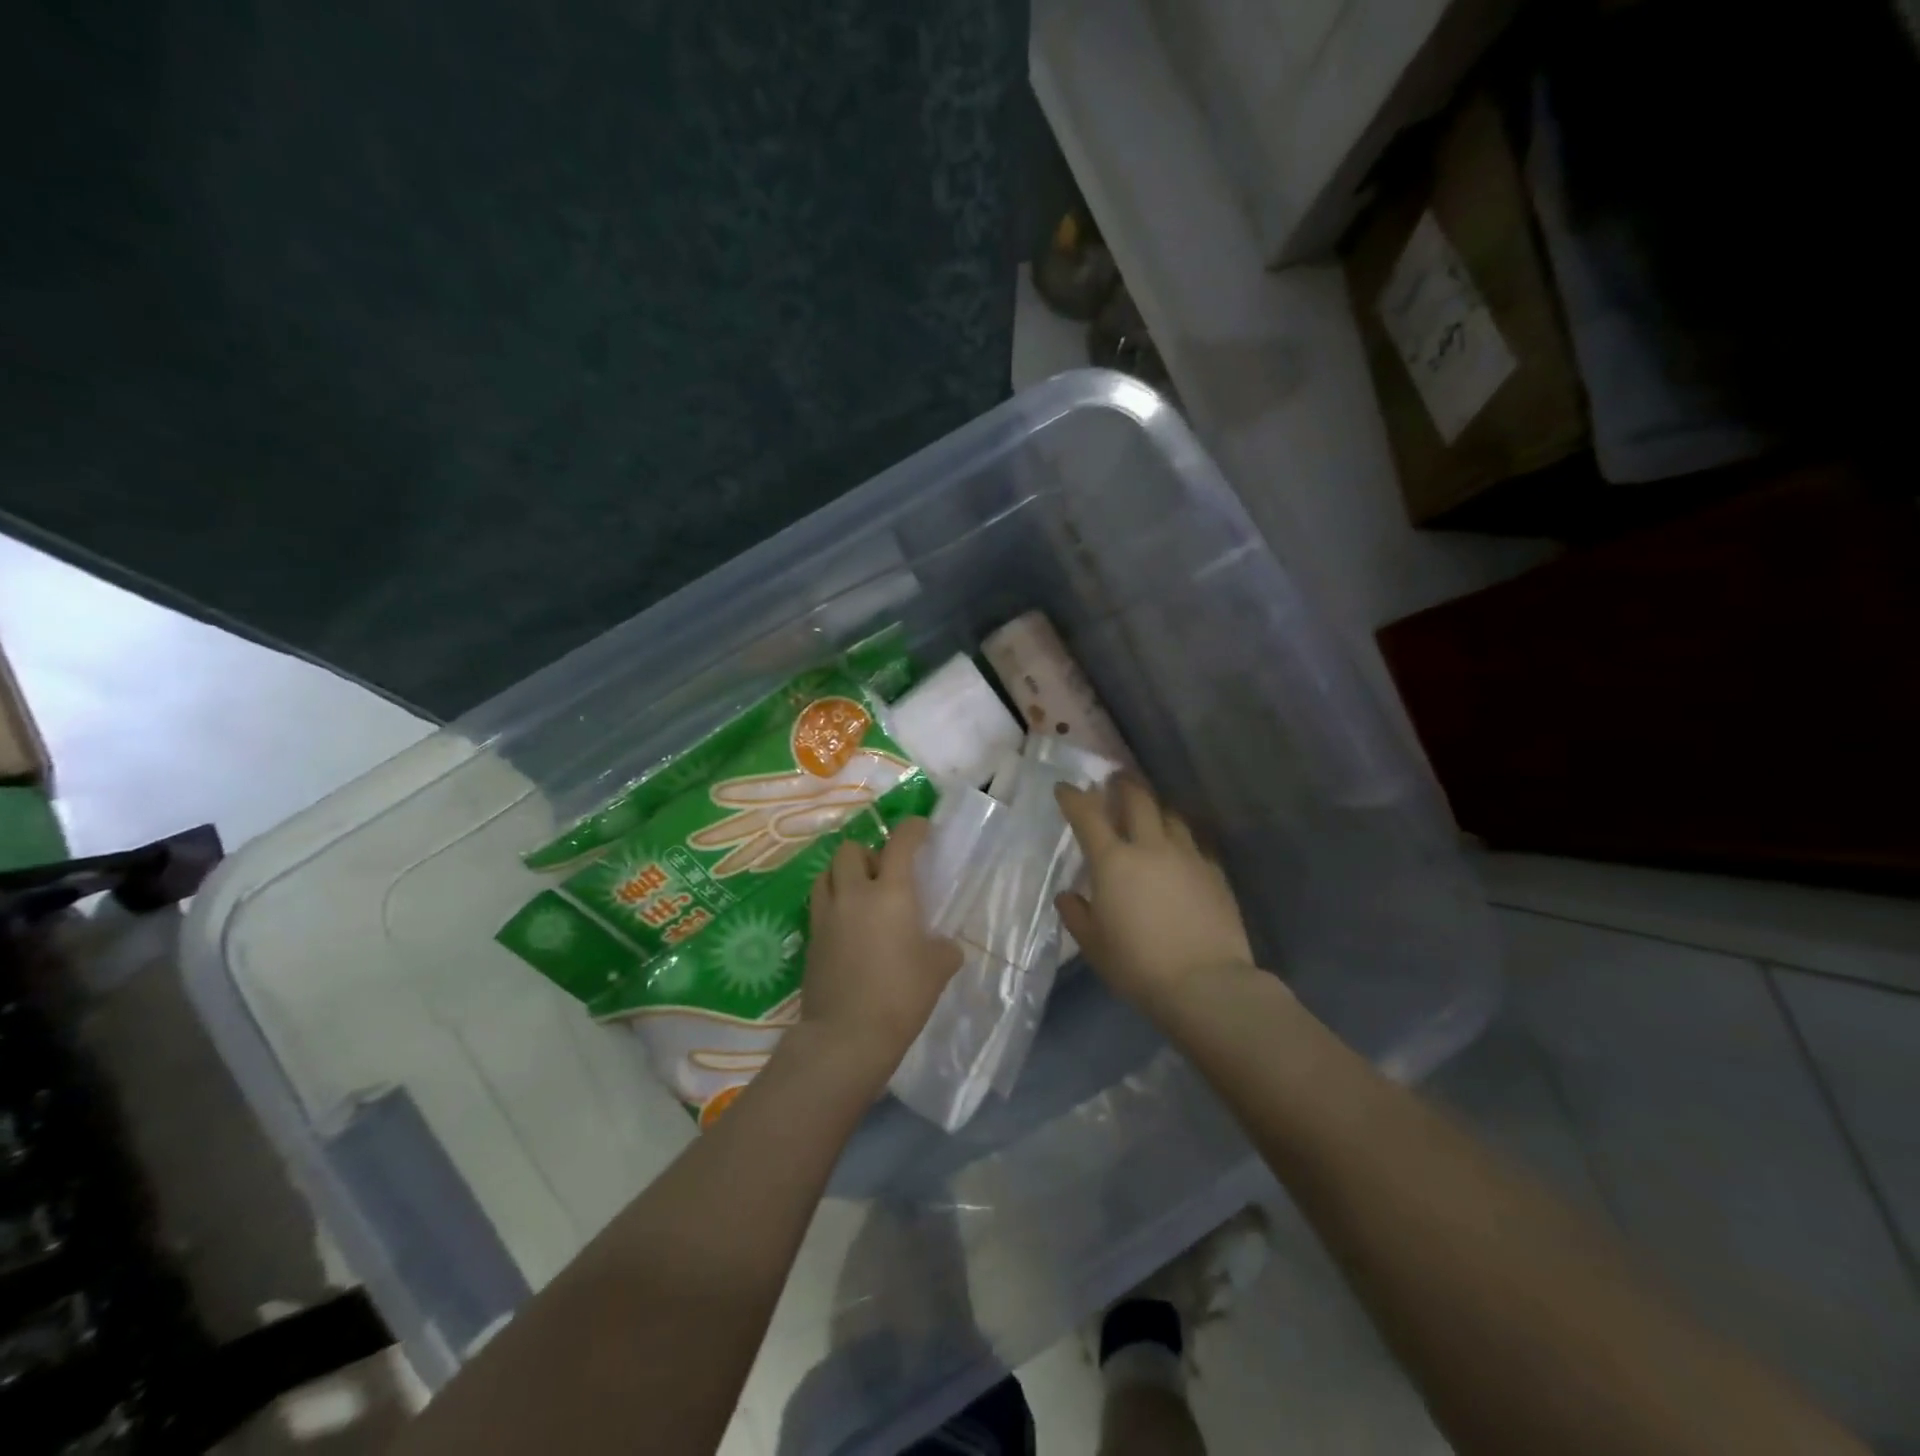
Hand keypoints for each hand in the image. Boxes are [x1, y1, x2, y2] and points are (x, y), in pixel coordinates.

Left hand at [797, 817, 962, 1088]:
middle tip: (884, 873)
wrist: (847, 1036)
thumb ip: (943, 948)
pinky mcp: (810, 938)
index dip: (911, 829)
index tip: (920, 828)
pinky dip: (833, 902)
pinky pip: (819, 904)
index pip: (900, 843)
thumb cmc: (901, 996)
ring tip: (860, 894)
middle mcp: (854, 894)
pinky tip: (847, 925)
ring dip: (844, 874)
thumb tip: (942, 945)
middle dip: (868, 852)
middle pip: (850, 850)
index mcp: (890, 893)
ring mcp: (826, 915)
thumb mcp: (938, 970)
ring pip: (827, 873)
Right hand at [1055, 779, 1257, 1017]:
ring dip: (1156, 809)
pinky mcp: (1215, 872)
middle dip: (1123, 785)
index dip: (1073, 798)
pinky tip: (1182, 850)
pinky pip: (1196, 843)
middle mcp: (1151, 848)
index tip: (1065, 788)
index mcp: (1114, 862)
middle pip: (1138, 800)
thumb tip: (1068, 896)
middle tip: (1116, 779)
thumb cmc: (1138, 966)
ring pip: (1171, 816)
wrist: (1205, 984)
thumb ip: (1077, 915)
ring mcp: (1188, 856)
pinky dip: (1183, 839)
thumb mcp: (1094, 946)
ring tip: (1151, 813)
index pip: (1087, 816)